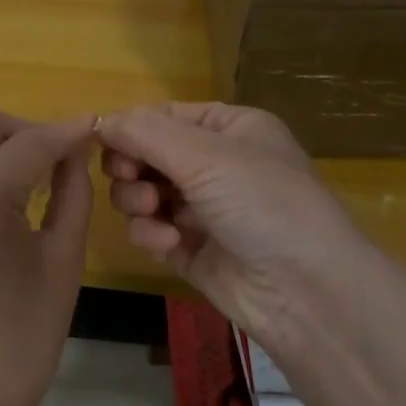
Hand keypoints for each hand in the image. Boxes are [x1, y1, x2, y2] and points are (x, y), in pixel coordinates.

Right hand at [97, 103, 367, 352]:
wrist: (306, 291)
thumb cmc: (262, 202)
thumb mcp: (204, 155)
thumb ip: (143, 132)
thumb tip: (98, 119)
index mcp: (228, 128)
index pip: (162, 115)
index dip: (130, 127)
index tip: (104, 143)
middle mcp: (215, 164)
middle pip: (146, 154)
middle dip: (132, 167)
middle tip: (131, 178)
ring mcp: (202, 208)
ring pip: (142, 192)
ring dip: (137, 200)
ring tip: (151, 211)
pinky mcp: (191, 249)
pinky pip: (151, 230)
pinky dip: (151, 234)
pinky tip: (168, 243)